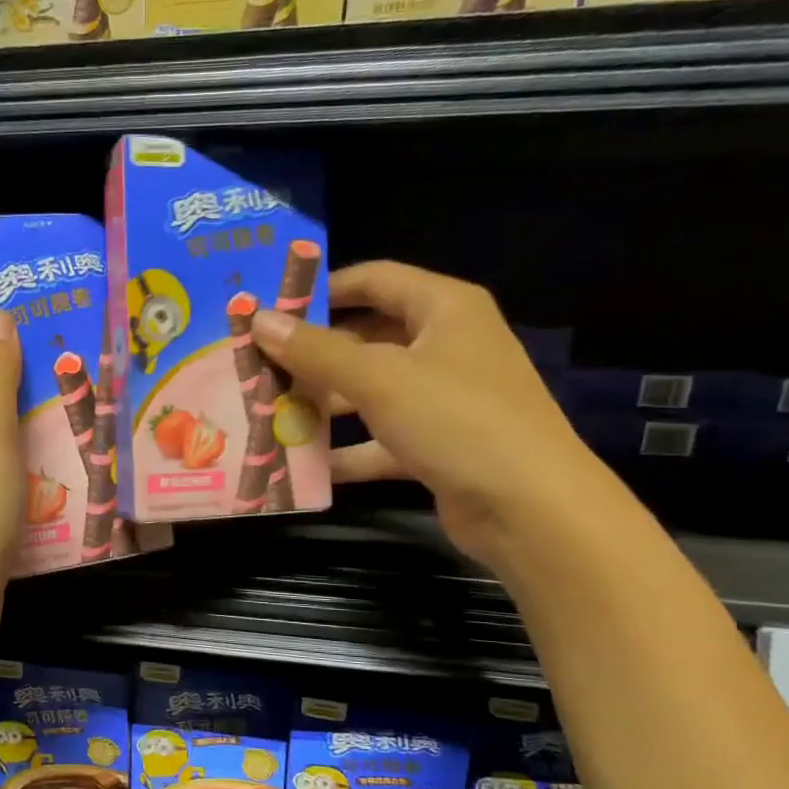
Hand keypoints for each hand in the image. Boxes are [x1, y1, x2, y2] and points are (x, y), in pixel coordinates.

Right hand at [252, 261, 614, 569]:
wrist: (530, 509)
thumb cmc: (456, 420)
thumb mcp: (378, 379)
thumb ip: (315, 350)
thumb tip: (258, 319)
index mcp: (444, 309)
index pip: (374, 279)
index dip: (321, 289)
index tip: (271, 308)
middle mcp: (446, 345)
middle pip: (368, 337)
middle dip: (314, 354)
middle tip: (258, 366)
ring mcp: (444, 398)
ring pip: (371, 390)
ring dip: (324, 404)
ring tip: (269, 413)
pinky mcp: (438, 445)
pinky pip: (381, 439)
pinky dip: (347, 451)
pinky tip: (303, 465)